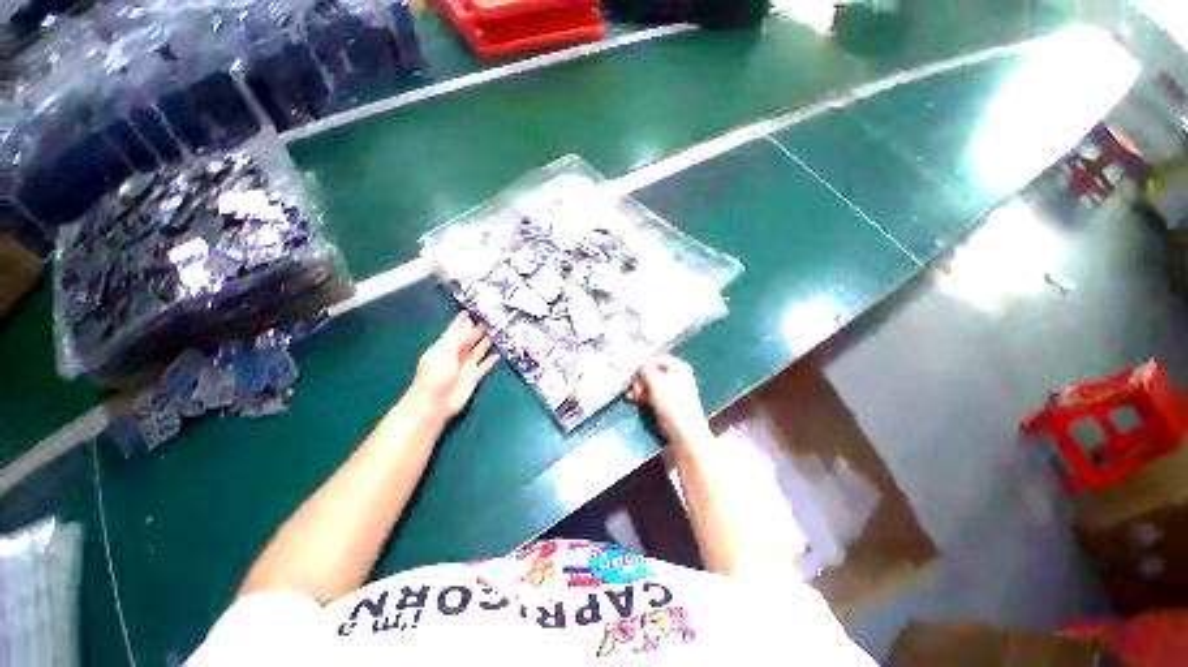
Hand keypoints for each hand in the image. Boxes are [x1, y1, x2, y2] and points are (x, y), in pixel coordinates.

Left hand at [410, 312, 499, 419]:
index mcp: (445, 346)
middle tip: (493, 320)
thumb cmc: (436, 374)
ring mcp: (465, 367)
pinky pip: (483, 367)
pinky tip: (497, 356)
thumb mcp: (445, 350)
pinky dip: (489, 362)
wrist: (435, 403)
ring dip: (486, 344)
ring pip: (477, 352)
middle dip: (479, 331)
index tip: (480, 311)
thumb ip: (457, 334)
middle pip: (469, 340)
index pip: (458, 331)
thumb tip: (465, 315)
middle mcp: (456, 355)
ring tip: (497, 333)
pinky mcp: (473, 378)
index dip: (468, 322)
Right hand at [626, 355, 712, 446]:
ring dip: (640, 389)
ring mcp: (675, 391)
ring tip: (630, 396)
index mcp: (679, 367)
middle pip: (653, 373)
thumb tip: (640, 367)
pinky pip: (654, 395)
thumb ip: (645, 369)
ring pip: (652, 385)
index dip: (644, 366)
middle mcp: (678, 376)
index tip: (634, 376)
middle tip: (633, 388)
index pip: (656, 359)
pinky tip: (633, 400)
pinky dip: (644, 397)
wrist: (685, 433)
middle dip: (640, 380)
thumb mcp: (656, 381)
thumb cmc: (672, 403)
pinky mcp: (670, 404)